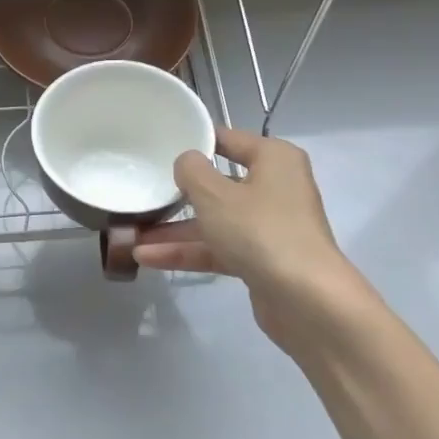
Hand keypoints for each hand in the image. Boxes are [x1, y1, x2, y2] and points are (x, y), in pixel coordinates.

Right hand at [134, 127, 353, 340]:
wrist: (305, 299)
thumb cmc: (260, 231)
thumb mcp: (215, 194)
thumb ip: (192, 171)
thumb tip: (186, 161)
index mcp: (274, 159)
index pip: (229, 139)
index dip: (194, 141)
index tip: (158, 146)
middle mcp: (275, 188)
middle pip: (219, 184)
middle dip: (179, 194)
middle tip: (142, 193)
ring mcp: (268, 226)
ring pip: (215, 221)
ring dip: (175, 230)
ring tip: (133, 237)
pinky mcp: (261, 259)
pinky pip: (218, 248)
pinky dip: (188, 252)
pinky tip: (148, 258)